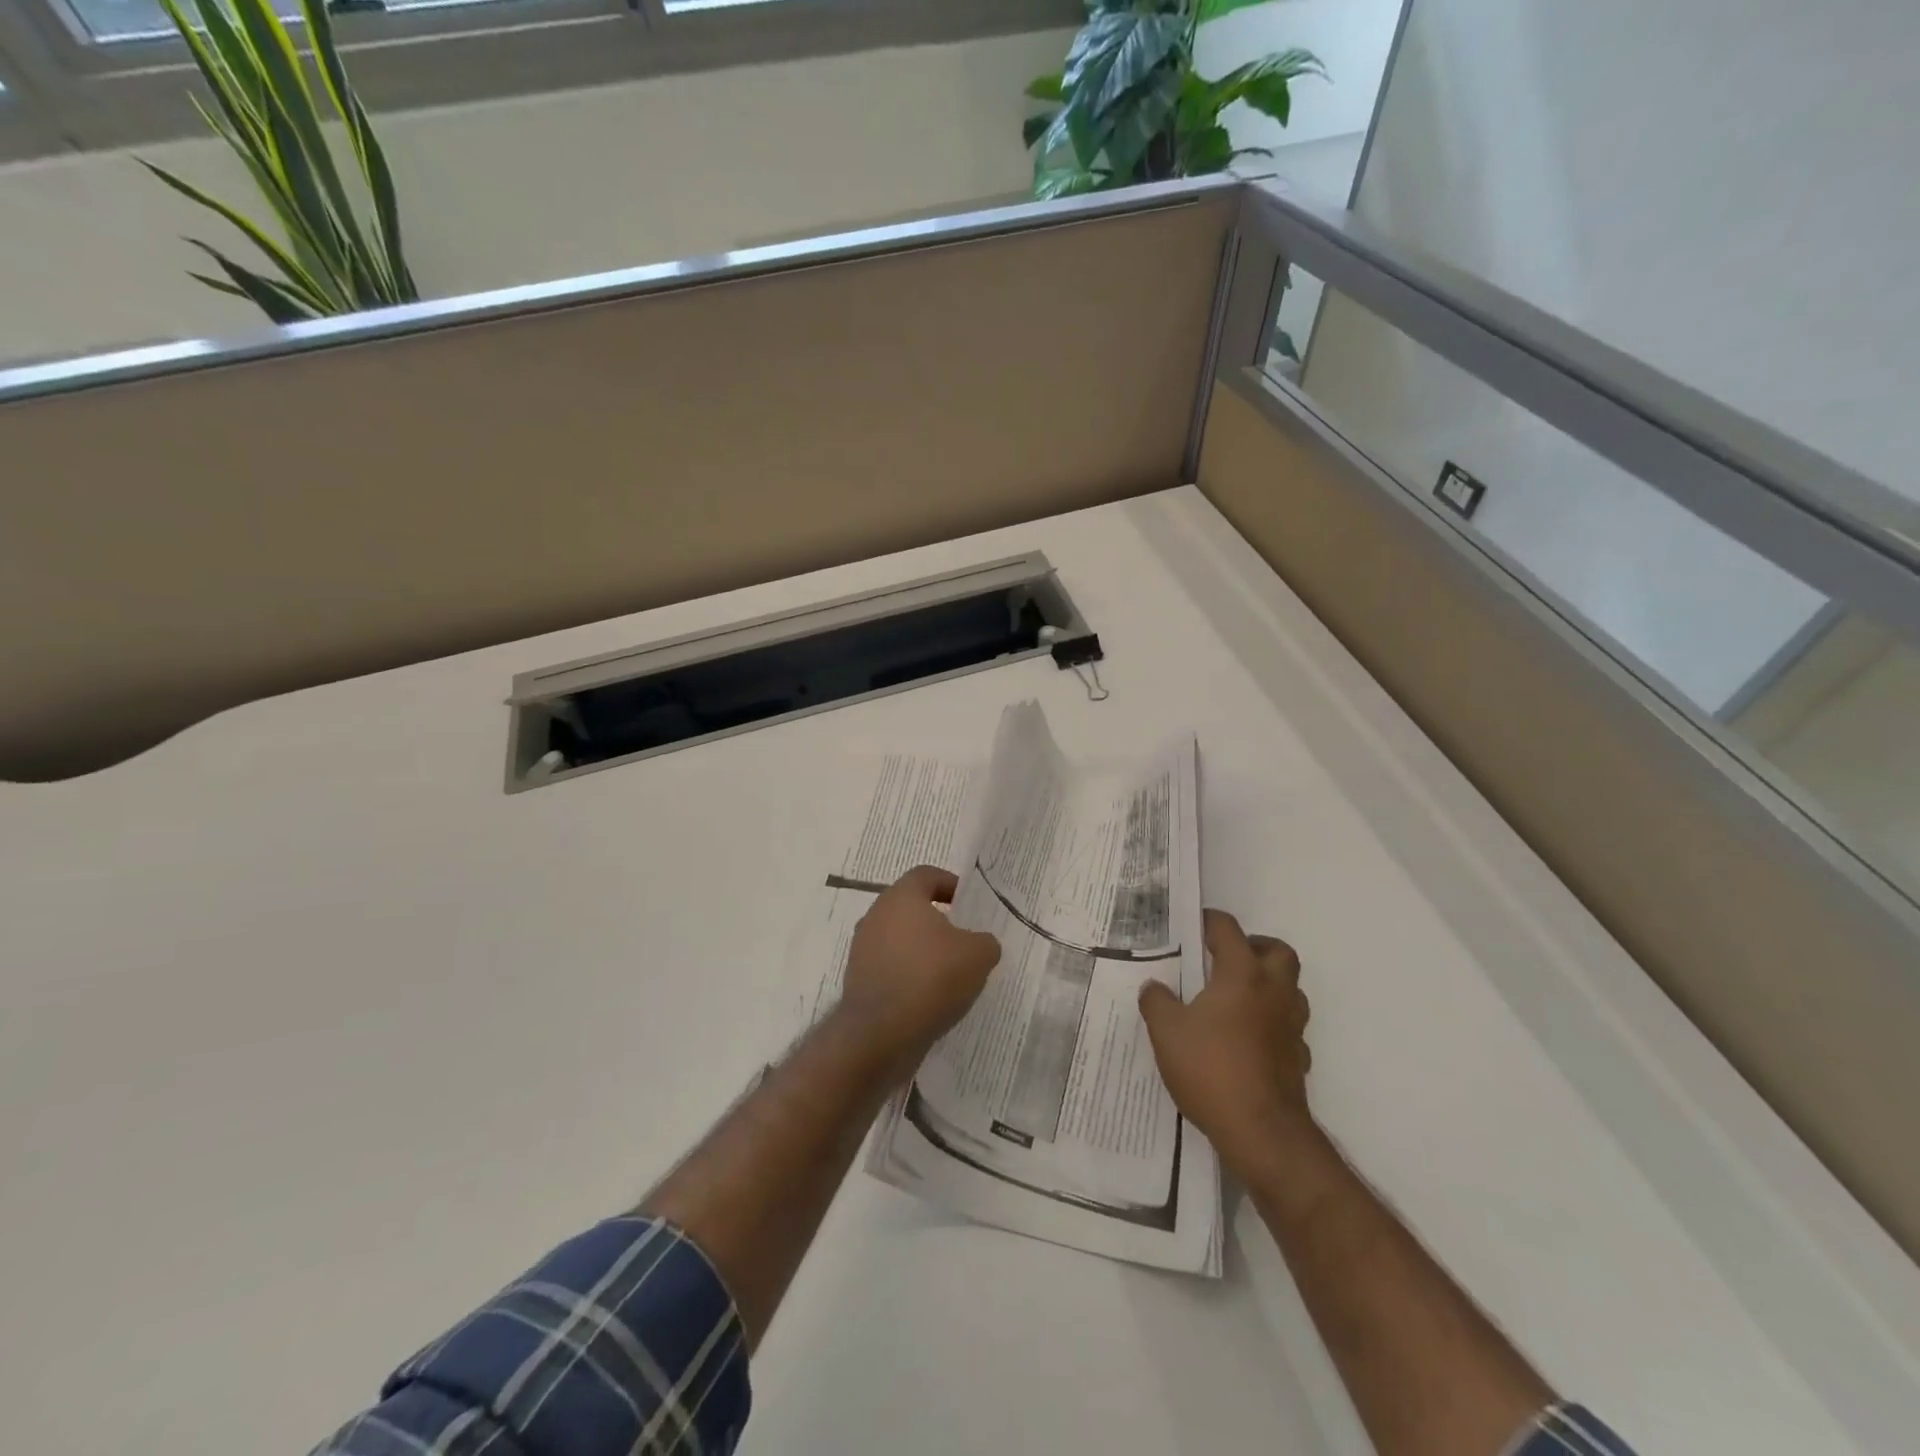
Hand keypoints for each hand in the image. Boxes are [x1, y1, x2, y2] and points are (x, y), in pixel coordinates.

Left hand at [837, 865, 1001, 1078]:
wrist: (880, 1034)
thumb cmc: (931, 978)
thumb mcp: (978, 955)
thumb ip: (985, 941)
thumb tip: (981, 944)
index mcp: (901, 897)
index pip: (927, 875)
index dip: (950, 884)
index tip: (969, 904)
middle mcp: (876, 915)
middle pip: (911, 907)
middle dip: (938, 921)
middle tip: (964, 940)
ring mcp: (862, 948)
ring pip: (900, 939)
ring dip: (923, 951)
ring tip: (950, 974)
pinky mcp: (858, 980)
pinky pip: (891, 968)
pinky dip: (909, 976)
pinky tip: (930, 998)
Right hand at [1139, 909, 1313, 1175]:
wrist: (1262, 1132)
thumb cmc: (1211, 1069)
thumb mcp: (1166, 1031)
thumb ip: (1157, 1002)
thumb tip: (1154, 986)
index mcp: (1242, 975)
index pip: (1228, 930)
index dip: (1209, 921)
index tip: (1191, 924)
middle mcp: (1273, 992)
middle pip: (1278, 951)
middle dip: (1254, 947)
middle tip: (1225, 958)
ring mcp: (1291, 1026)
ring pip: (1290, 989)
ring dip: (1268, 984)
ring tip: (1234, 997)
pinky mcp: (1299, 1058)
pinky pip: (1288, 1027)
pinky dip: (1271, 1023)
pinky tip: (1247, 1039)